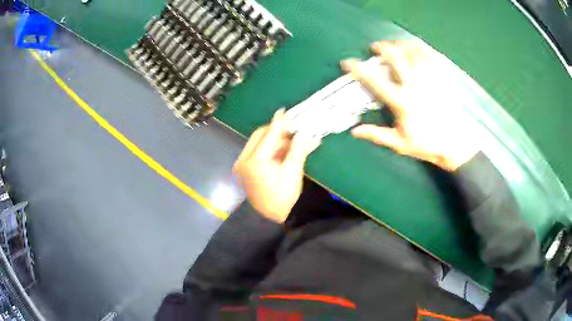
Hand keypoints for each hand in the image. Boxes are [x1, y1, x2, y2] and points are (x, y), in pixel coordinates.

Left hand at [233, 109, 320, 222]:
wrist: (268, 218)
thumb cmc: (282, 197)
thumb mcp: (293, 172)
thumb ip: (298, 149)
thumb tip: (305, 132)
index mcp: (256, 160)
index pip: (269, 135)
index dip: (279, 122)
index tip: (285, 111)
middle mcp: (244, 159)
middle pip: (261, 135)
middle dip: (277, 131)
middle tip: (293, 131)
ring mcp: (242, 163)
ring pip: (258, 142)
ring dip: (274, 140)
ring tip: (291, 143)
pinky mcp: (244, 168)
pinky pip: (257, 151)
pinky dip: (269, 148)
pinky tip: (282, 150)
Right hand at [341, 40, 480, 170]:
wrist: (454, 143)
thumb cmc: (426, 143)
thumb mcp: (399, 143)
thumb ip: (377, 135)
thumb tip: (355, 131)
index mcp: (401, 102)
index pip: (374, 81)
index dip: (358, 69)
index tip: (348, 62)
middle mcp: (413, 86)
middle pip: (395, 57)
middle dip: (382, 48)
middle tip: (376, 47)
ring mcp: (428, 80)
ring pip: (411, 52)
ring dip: (400, 44)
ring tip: (394, 44)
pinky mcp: (440, 78)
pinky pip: (429, 56)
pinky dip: (420, 48)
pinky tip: (415, 46)